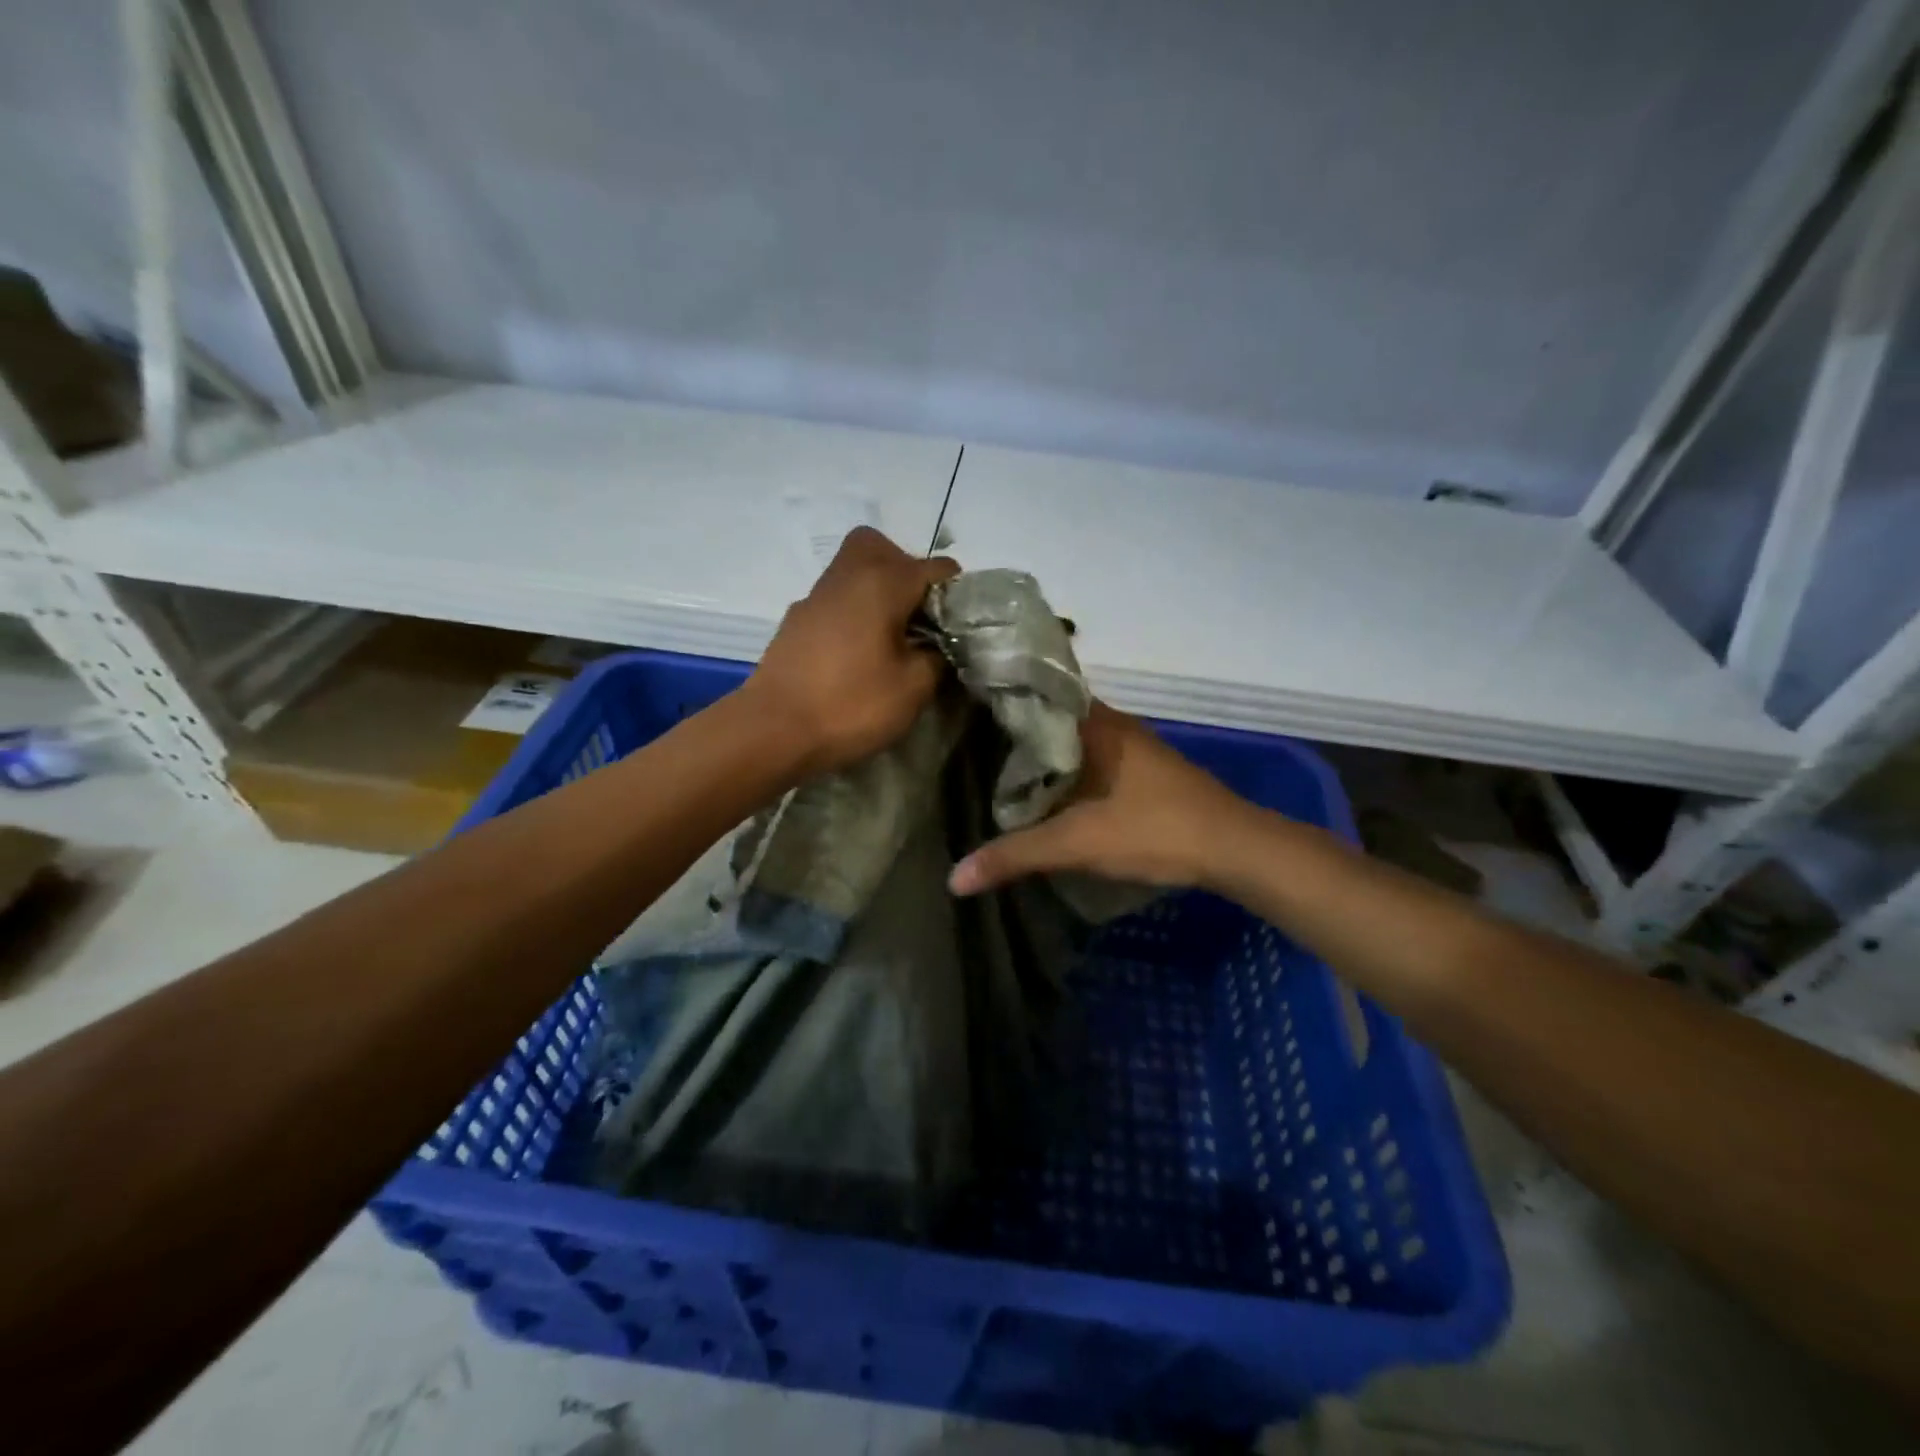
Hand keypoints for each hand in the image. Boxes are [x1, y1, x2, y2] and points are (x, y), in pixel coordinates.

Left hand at [747, 526, 959, 775]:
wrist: (773, 731)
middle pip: (883, 548)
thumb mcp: (914, 688)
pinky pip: (836, 599)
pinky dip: (853, 612)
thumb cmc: (851, 705)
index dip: (956, 595)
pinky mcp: (796, 620)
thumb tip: (937, 645)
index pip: (936, 568)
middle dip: (908, 573)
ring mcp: (816, 596)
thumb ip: (937, 657)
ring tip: (891, 638)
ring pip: (854, 570)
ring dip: (878, 592)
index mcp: (882, 582)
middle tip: (918, 616)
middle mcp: (847, 575)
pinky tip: (857, 653)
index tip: (958, 629)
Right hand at [948, 700, 1251, 894]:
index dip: (1000, 702)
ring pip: (1073, 745)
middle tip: (966, 748)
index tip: (960, 713)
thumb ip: (1017, 855)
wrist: (1234, 849)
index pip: (1037, 696)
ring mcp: (1133, 750)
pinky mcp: (1144, 775)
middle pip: (1052, 722)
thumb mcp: (1078, 843)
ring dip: (1042, 759)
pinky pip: (1091, 764)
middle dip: (1014, 735)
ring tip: (993, 772)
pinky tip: (1045, 796)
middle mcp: (1114, 725)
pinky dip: (1065, 775)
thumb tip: (954, 879)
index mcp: (1097, 723)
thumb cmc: (1155, 829)